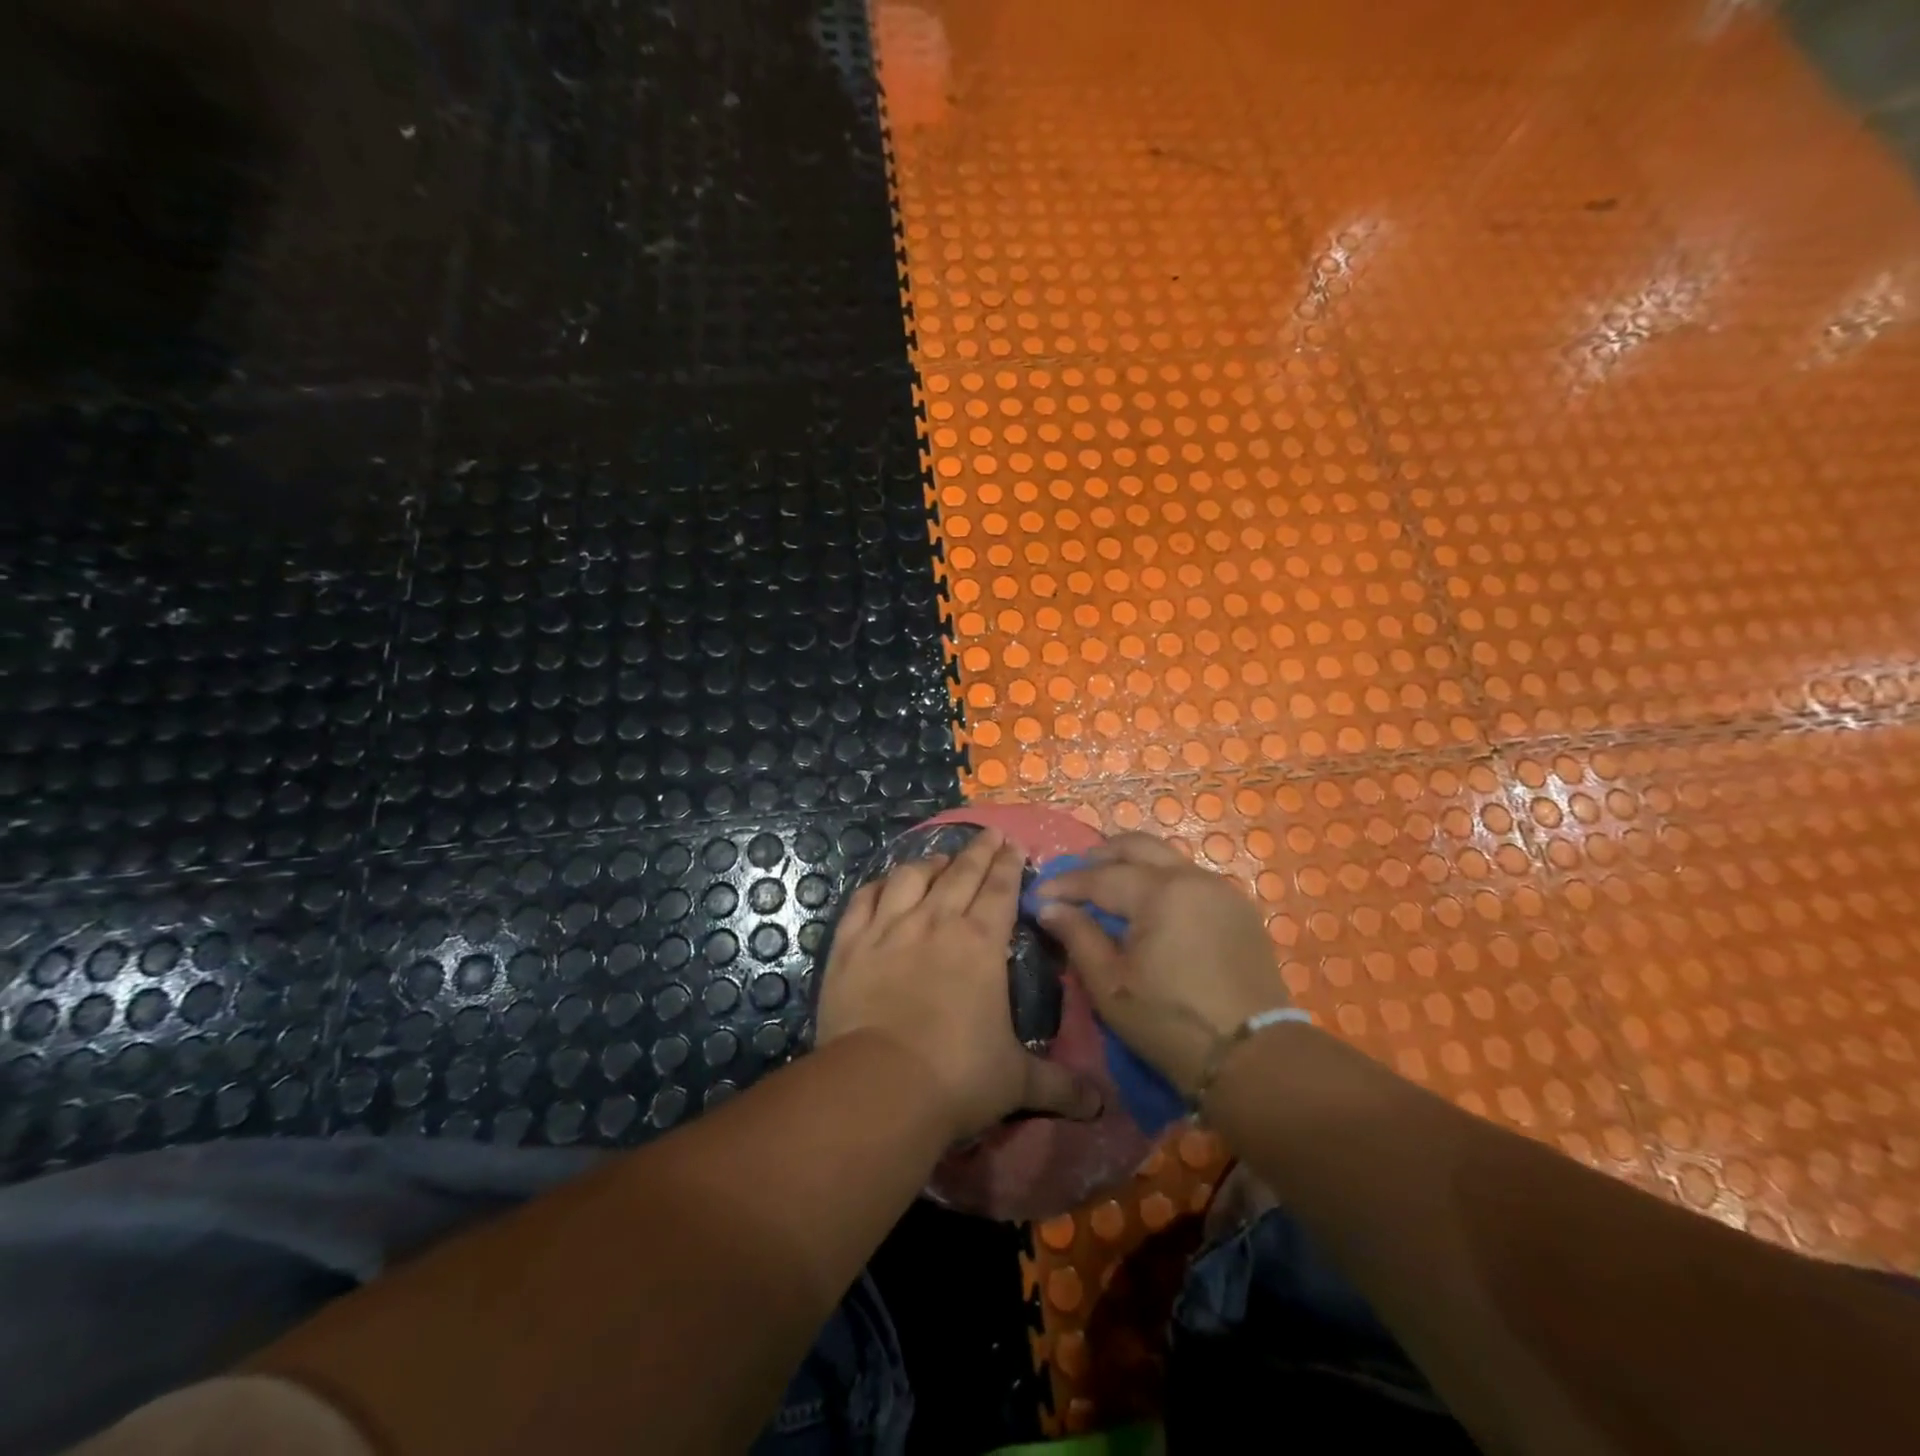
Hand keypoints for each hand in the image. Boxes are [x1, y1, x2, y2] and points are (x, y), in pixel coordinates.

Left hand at [816, 827, 1103, 1142]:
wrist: (880, 1086)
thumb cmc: (957, 1077)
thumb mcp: (1017, 1082)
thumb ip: (1060, 1086)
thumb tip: (1102, 1107)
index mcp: (981, 943)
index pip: (1000, 890)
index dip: (1008, 865)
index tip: (1014, 844)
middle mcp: (936, 923)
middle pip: (960, 873)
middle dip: (979, 851)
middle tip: (990, 835)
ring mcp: (889, 929)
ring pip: (911, 877)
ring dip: (929, 862)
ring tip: (939, 858)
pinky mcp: (850, 945)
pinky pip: (863, 901)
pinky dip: (877, 886)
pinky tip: (883, 884)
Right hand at [1037, 832, 1289, 1095]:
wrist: (1253, 1058)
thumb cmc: (1171, 1023)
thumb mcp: (1111, 985)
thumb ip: (1078, 937)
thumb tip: (1049, 907)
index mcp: (1159, 893)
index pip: (1100, 876)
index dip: (1065, 884)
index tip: (1038, 895)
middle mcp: (1192, 878)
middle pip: (1137, 847)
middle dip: (1100, 856)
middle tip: (1073, 877)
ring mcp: (1221, 890)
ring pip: (1167, 858)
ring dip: (1132, 864)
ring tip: (1107, 887)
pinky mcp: (1238, 909)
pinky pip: (1190, 878)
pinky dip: (1161, 880)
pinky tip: (1148, 905)